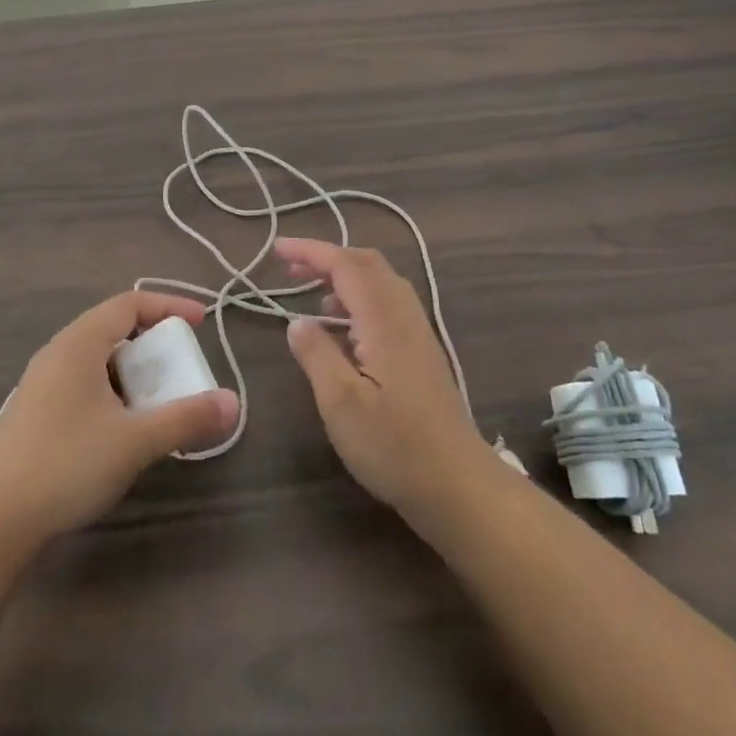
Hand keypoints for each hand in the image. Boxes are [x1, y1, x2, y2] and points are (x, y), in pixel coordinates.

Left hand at [0, 291, 238, 544]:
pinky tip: (123, 429)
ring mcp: (43, 383)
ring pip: (98, 360)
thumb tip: (233, 403)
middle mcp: (59, 352)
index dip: (168, 306)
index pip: (129, 303)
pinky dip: (114, 392)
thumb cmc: (66, 464)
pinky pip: (85, 384)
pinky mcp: (36, 413)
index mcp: (79, 342)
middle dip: (153, 343)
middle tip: (182, 368)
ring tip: (158, 401)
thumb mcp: (135, 441)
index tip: (201, 322)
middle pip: (113, 328)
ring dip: (134, 372)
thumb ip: (186, 418)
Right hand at [279, 238, 493, 529]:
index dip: (310, 251)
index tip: (276, 249)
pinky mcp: (422, 352)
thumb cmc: (394, 446)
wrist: (459, 486)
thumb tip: (297, 322)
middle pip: (367, 263)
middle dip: (327, 257)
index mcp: (383, 319)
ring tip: (310, 293)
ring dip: (344, 275)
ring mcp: (418, 332)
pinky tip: (343, 327)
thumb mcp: (340, 403)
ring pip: (380, 281)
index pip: (345, 265)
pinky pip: (388, 302)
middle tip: (290, 268)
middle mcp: (404, 315)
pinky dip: (359, 297)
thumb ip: (316, 354)